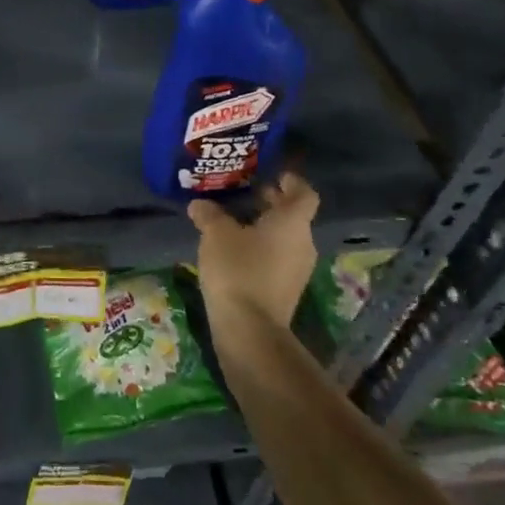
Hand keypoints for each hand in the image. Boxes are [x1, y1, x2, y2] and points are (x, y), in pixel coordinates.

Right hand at [189, 172, 320, 330]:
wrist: (250, 329)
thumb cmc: (238, 269)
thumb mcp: (216, 234)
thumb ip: (209, 214)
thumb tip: (200, 204)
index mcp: (293, 223)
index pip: (305, 194)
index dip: (292, 181)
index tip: (275, 175)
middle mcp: (303, 243)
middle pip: (295, 216)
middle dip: (273, 203)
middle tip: (248, 193)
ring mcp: (298, 269)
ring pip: (286, 238)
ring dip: (266, 227)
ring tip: (236, 221)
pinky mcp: (287, 290)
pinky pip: (278, 258)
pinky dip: (263, 248)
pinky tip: (236, 250)